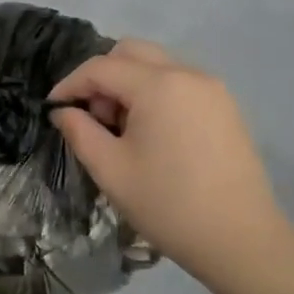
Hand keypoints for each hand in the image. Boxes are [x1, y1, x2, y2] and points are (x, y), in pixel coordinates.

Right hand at [48, 39, 290, 281]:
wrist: (240, 240)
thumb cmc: (167, 205)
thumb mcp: (110, 170)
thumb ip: (79, 131)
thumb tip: (64, 111)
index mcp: (158, 85)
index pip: (100, 67)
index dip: (70, 84)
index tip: (53, 108)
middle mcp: (187, 74)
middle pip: (131, 53)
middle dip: (102, 77)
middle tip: (94, 118)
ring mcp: (212, 88)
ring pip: (156, 65)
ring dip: (129, 85)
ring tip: (123, 131)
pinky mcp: (225, 107)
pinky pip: (179, 83)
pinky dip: (155, 95)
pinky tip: (153, 136)